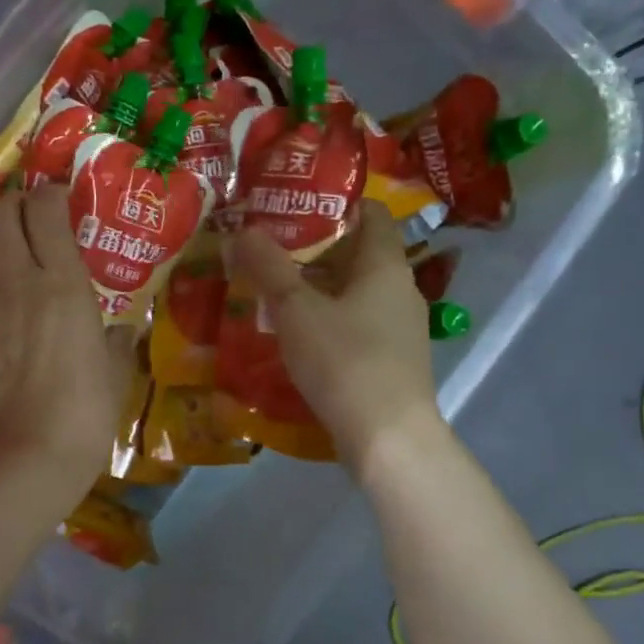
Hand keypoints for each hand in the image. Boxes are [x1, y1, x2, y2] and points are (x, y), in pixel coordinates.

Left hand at [0, 184, 130, 495]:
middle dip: (8, 208)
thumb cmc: (88, 407)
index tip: (57, 199)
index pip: (45, 210)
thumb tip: (122, 331)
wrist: (33, 451)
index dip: (49, 195)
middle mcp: (17, 280)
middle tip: (21, 221)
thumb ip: (118, 341)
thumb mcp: (117, 370)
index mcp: (63, 280)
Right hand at [229, 201, 444, 472]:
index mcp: (386, 265)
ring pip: (357, 291)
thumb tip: (241, 231)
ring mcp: (401, 328)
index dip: (337, 202)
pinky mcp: (393, 360)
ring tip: (276, 289)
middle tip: (272, 248)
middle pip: (360, 253)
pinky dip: (330, 319)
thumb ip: (268, 267)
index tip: (296, 204)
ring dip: (321, 287)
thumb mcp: (296, 310)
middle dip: (317, 248)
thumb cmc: (345, 361)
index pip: (371, 212)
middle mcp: (401, 289)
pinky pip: (359, 324)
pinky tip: (299, 335)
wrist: (388, 440)